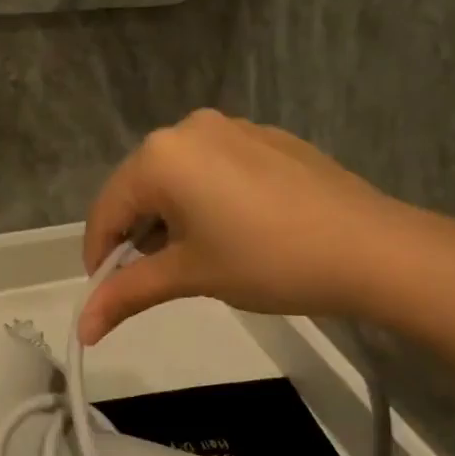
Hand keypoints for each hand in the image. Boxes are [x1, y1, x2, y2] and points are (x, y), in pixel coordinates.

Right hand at [78, 109, 407, 343]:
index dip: (100, 257)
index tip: (107, 294)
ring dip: (171, 216)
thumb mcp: (191, 276)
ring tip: (197, 257)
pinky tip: (235, 230)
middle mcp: (188, 128)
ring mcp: (230, 127)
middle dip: (137, 235)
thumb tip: (83, 328)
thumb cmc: (268, 260)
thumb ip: (128, 294)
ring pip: (177, 176)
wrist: (371, 248)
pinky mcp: (264, 137)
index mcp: (160, 155)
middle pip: (140, 187)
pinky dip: (206, 197)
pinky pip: (214, 166)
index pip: (107, 209)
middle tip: (155, 279)